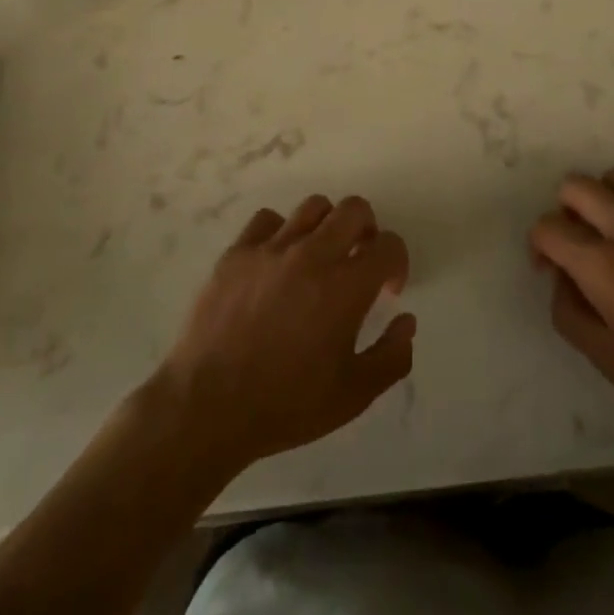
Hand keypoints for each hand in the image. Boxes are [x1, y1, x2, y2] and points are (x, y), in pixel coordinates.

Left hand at [153, 195, 413, 470]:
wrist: (206, 407)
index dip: (397, 261)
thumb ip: (391, 357)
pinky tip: (277, 261)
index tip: (387, 288)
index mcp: (345, 287)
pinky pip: (267, 220)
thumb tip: (406, 321)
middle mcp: (312, 255)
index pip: (388, 245)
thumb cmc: (285, 405)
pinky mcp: (238, 252)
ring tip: (319, 256)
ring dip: (326, 226)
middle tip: (359, 259)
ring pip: (313, 207)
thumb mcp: (352, 396)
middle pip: (354, 209)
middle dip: (367, 229)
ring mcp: (271, 248)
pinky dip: (280, 232)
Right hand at [530, 168, 613, 455]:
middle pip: (576, 186)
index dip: (540, 244)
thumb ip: (570, 316)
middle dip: (567, 211)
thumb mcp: (612, 363)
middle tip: (582, 240)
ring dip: (608, 199)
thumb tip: (561, 280)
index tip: (552, 266)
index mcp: (603, 267)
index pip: (548, 228)